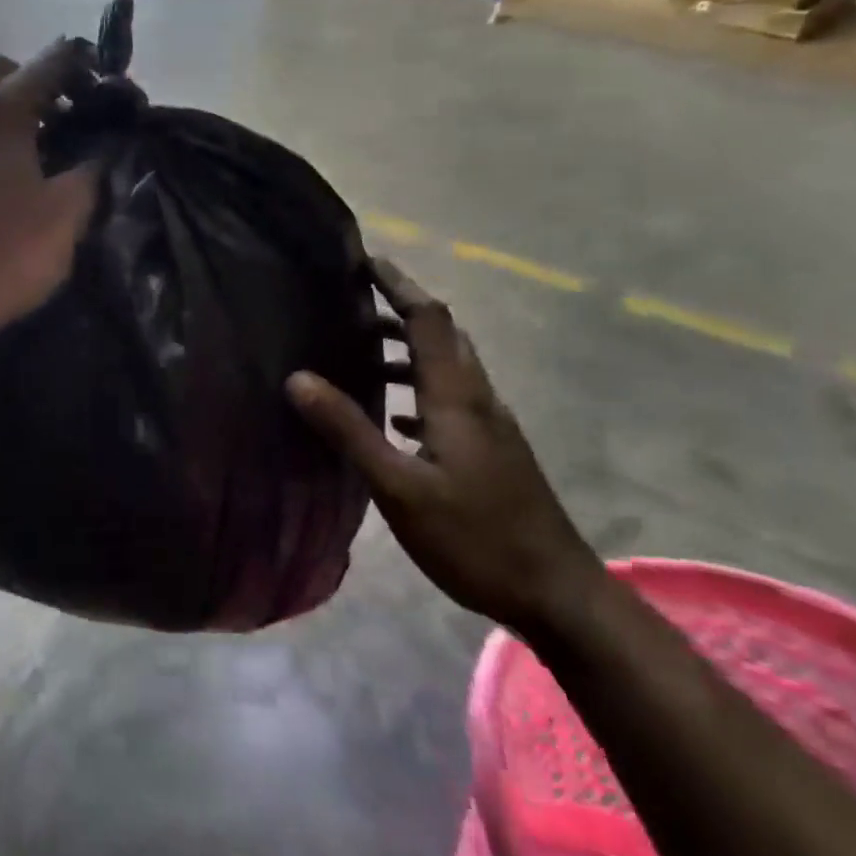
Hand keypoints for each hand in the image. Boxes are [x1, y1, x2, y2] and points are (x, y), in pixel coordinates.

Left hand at [0, 39, 100, 347]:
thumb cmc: (9, 252)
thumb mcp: (68, 211)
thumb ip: (92, 167)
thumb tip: (101, 148)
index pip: (50, 61)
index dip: (84, 65)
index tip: (104, 87)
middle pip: (0, 72)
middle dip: (36, 84)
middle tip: (64, 120)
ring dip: (6, 114)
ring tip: (35, 153)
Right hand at [287, 258, 602, 632]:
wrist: (557, 595)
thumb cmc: (476, 538)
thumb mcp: (400, 487)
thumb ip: (349, 430)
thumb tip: (298, 378)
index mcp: (457, 397)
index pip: (428, 320)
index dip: (398, 285)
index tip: (365, 260)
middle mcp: (478, 399)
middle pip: (442, 335)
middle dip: (400, 309)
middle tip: (354, 300)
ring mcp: (490, 427)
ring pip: (447, 367)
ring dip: (407, 349)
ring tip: (361, 351)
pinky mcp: (492, 451)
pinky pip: (449, 399)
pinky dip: (417, 388)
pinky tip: (393, 415)